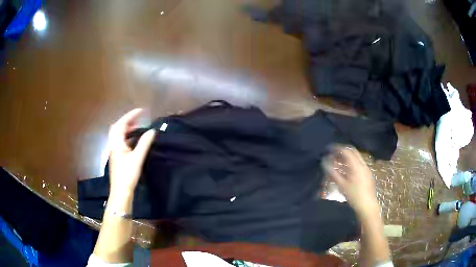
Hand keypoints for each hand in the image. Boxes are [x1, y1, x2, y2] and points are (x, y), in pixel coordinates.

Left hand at [108, 109, 155, 194]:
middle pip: (117, 128)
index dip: (131, 115)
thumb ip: (144, 143)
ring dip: (127, 129)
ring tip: (138, 127)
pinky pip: (121, 141)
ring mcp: (114, 151)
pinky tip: (134, 140)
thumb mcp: (137, 158)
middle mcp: (113, 145)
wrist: (121, 191)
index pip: (122, 124)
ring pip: (118, 135)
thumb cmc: (128, 174)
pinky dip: (127, 137)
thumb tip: (152, 131)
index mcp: (116, 143)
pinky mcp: (117, 157)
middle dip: (127, 121)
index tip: (141, 110)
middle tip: (138, 119)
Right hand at [322, 145, 379, 217]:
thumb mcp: (342, 185)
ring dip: (347, 156)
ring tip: (337, 161)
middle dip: (342, 151)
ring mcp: (366, 168)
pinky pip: (358, 163)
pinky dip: (351, 162)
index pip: (347, 151)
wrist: (367, 205)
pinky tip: (346, 169)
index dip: (337, 148)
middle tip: (333, 153)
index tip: (329, 149)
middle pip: (353, 152)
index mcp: (357, 166)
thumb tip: (324, 162)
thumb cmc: (354, 196)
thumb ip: (333, 172)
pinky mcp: (367, 174)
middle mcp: (363, 164)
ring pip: (356, 157)